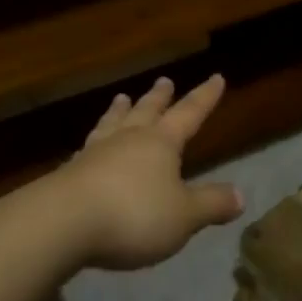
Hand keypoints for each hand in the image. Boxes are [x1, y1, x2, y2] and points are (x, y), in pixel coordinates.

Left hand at [53, 75, 244, 270]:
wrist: (61, 223)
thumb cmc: (133, 215)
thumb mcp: (183, 216)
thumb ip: (211, 204)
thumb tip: (240, 195)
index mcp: (161, 143)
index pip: (189, 114)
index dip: (205, 97)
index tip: (216, 77)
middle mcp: (128, 139)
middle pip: (147, 111)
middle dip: (159, 97)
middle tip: (164, 80)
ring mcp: (95, 153)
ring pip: (112, 124)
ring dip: (120, 111)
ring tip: (121, 98)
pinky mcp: (69, 173)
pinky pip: (87, 148)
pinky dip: (94, 141)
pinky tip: (88, 146)